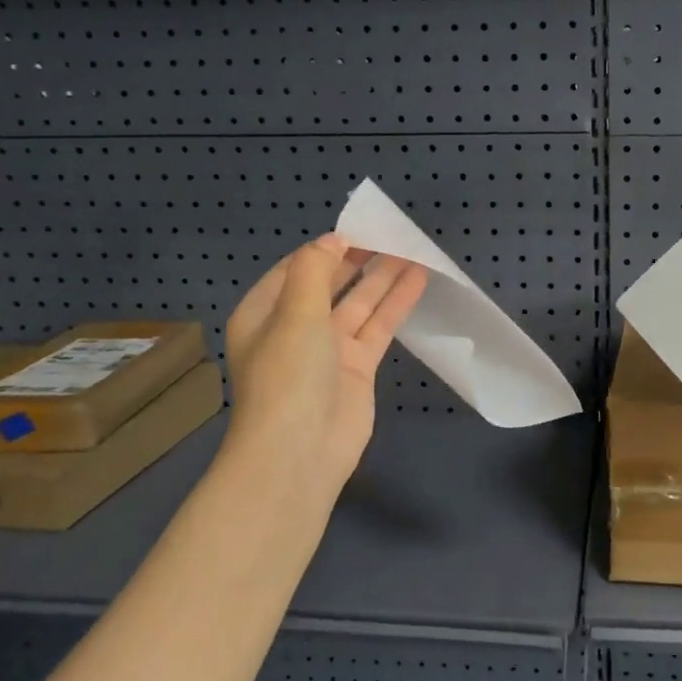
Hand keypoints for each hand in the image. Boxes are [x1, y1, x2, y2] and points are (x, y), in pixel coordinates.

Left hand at [219, 235, 426, 513]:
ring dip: (383, 278)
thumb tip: (332, 241)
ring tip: (412, 250)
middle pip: (330, 284)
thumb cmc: (288, 376)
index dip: (326, 248)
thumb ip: (314, 271)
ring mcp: (328, 350)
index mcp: (264, 313)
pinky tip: (417, 281)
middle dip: (358, 260)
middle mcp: (294, 328)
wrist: (300, 451)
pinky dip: (396, 304)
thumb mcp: (294, 314)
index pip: (296, 269)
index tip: (359, 228)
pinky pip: (378, 327)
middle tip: (390, 235)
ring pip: (359, 304)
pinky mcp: (357, 368)